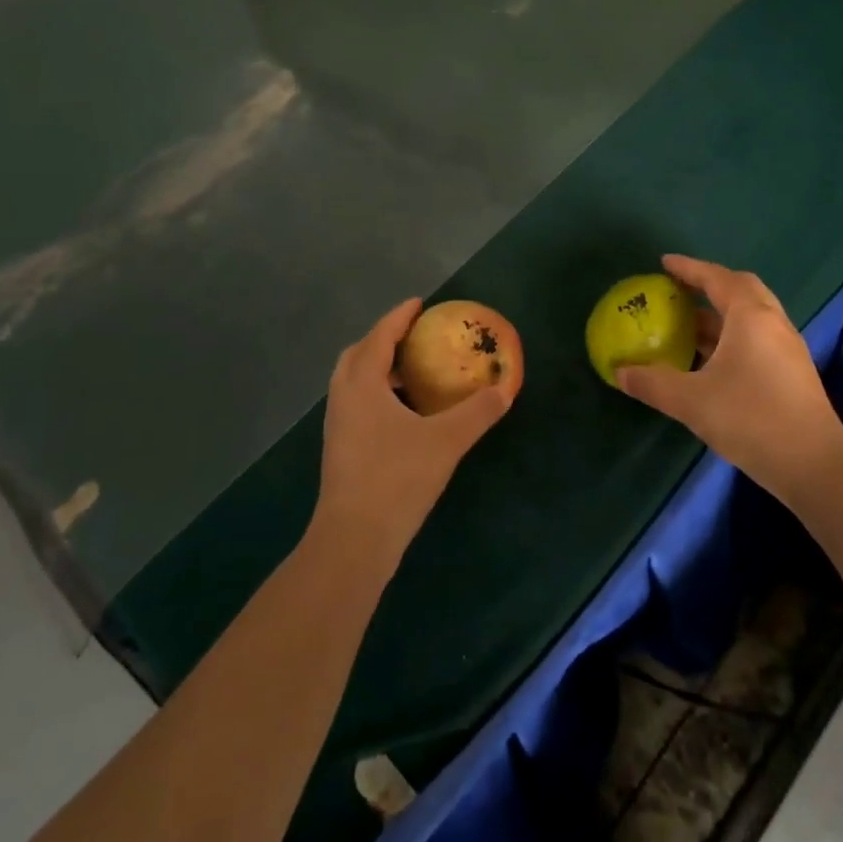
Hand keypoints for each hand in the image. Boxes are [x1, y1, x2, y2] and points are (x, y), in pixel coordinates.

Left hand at [313, 298, 515, 574]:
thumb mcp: (446, 441)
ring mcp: (338, 424)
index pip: (380, 336)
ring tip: (412, 371)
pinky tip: (404, 414)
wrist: (354, 538)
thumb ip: (477, 412)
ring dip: (379, 368)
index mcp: (362, 383)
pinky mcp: (340, 448)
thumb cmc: (397, 478)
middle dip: (383, 339)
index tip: (419, 303)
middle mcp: (343, 397)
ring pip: (354, 382)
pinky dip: (378, 394)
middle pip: (358, 354)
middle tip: (413, 336)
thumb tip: (504, 389)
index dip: (399, 317)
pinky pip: (357, 404)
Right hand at [616, 255, 842, 502]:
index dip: (689, 268)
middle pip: (741, 289)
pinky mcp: (792, 373)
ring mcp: (787, 349)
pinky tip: (711, 361)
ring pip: (751, 317)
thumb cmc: (751, 419)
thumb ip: (652, 383)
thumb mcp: (691, 401)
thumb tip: (619, 373)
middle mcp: (773, 324)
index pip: (717, 278)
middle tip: (679, 290)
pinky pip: (757, 339)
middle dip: (709, 285)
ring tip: (688, 325)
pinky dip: (731, 337)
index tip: (664, 264)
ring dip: (720, 314)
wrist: (815, 466)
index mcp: (750, 317)